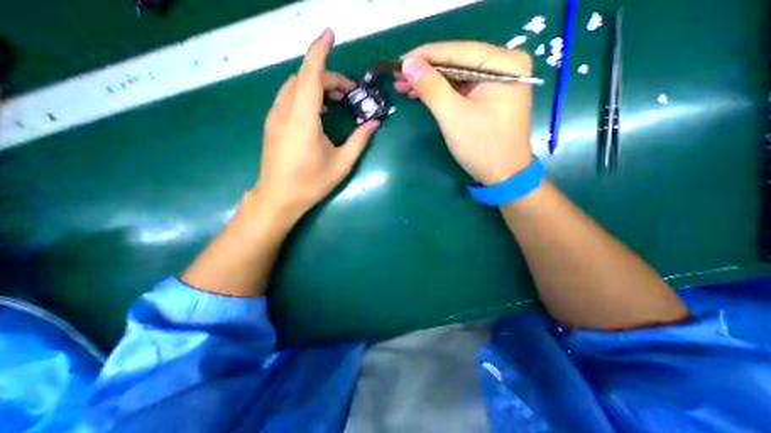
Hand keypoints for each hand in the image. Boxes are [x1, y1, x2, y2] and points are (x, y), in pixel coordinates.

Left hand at [256, 27, 377, 219]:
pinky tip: (317, 111)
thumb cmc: (311, 183)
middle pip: (304, 78)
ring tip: (334, 100)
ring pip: (294, 86)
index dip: (320, 50)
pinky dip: (304, 95)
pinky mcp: (272, 124)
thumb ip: (359, 141)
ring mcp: (275, 117)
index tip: (330, 33)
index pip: (311, 74)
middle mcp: (286, 111)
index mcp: (304, 119)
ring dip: (315, 85)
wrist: (278, 198)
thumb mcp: (341, 164)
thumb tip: (375, 123)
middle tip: (348, 92)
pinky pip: (288, 98)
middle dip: (327, 76)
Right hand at [395, 42, 533, 184]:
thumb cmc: (482, 148)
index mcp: (504, 64)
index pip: (458, 51)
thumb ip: (432, 88)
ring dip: (429, 82)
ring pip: (455, 76)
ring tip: (403, 86)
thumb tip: (408, 65)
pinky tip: (420, 94)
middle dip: (425, 70)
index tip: (399, 61)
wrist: (502, 175)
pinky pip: (460, 88)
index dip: (426, 55)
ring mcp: (496, 81)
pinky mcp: (488, 96)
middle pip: (456, 62)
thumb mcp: (454, 117)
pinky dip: (439, 92)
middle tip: (398, 76)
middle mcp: (504, 66)